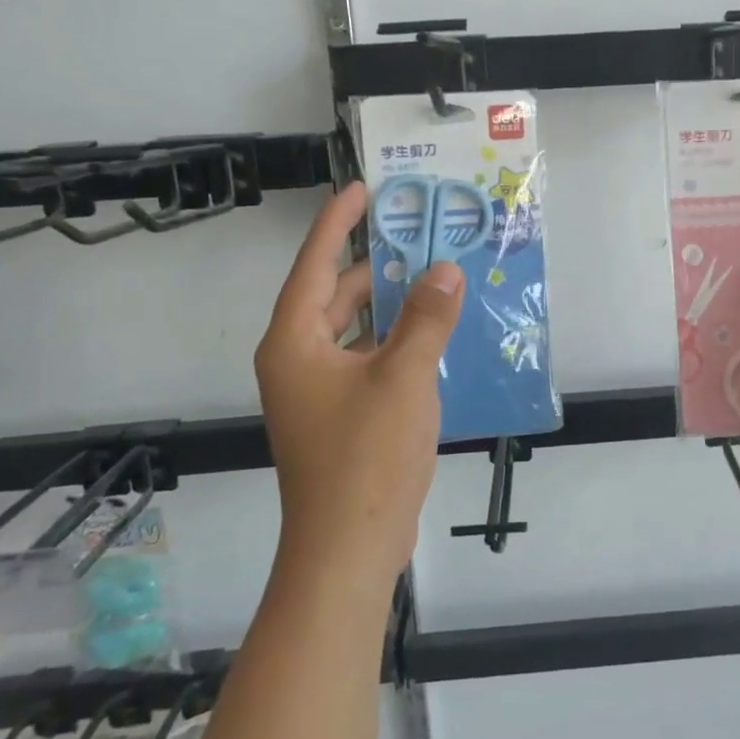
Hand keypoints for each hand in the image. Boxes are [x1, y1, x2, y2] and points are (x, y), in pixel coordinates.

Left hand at [255, 182, 463, 591]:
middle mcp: (299, 360)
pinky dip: (397, 340)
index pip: (315, 265)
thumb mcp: (403, 379)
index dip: (338, 223)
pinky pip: (368, 358)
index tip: (363, 188)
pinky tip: (435, 333)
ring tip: (434, 276)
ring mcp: (319, 390)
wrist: (349, 549)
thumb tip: (444, 270)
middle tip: (419, 234)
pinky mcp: (341, 414)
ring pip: (355, 329)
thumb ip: (426, 320)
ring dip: (391, 305)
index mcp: (295, 342)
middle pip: (335, 295)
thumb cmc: (366, 457)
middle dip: (375, 265)